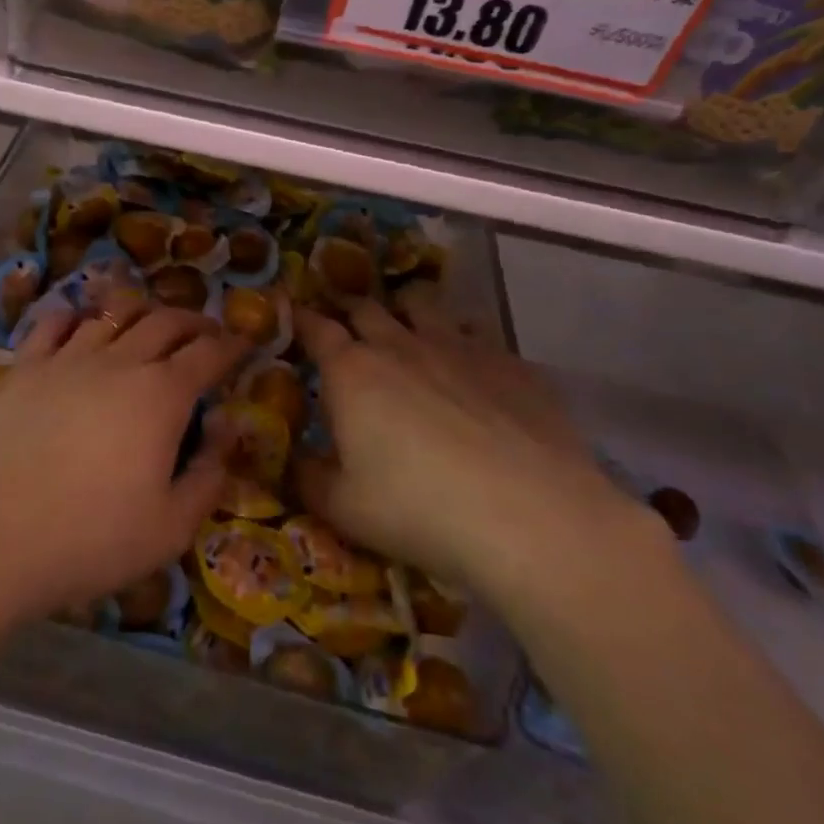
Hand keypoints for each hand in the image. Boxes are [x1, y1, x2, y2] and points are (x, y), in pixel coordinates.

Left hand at [0, 292, 249, 622]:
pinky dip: (77, 316)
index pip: (208, 354)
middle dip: (194, 322)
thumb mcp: (171, 528)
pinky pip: (55, 323)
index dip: (232, 345)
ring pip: (113, 312)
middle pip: (166, 321)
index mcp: (162, 395)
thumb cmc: (90, 538)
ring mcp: (69, 357)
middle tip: (205, 333)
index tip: (245, 343)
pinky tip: (81, 324)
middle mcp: (120, 361)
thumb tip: (227, 428)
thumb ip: (209, 475)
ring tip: (149, 322)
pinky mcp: (27, 366)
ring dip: (141, 311)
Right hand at [293, 286, 640, 607]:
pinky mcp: (510, 362)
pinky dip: (463, 340)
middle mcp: (401, 345)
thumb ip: (308, 479)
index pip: (316, 328)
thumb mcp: (344, 508)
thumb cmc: (420, 511)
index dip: (301, 319)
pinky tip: (471, 369)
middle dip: (350, 311)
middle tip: (346, 325)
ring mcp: (459, 347)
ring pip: (423, 305)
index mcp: (352, 371)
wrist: (531, 518)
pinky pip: (477, 333)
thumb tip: (293, 461)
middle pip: (366, 308)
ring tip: (407, 328)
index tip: (292, 316)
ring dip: (406, 311)